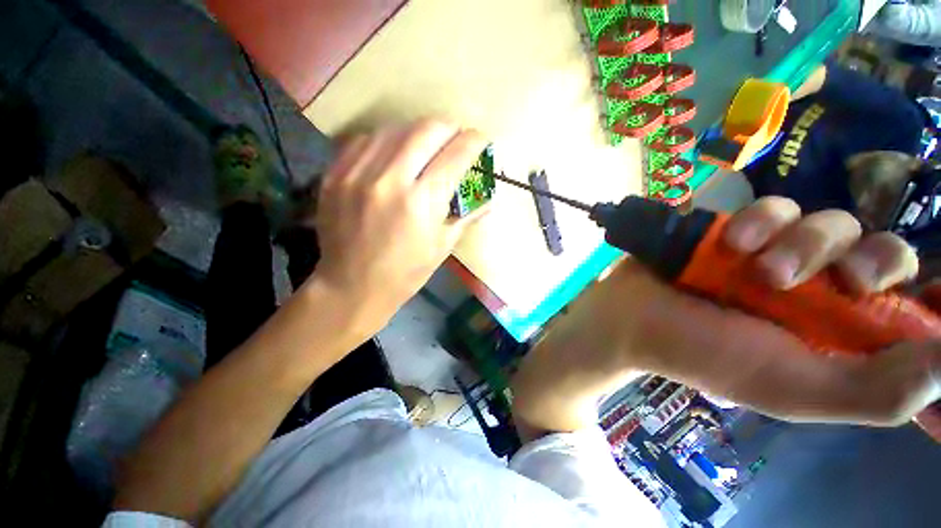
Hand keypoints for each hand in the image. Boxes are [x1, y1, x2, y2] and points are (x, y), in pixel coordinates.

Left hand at [308, 120, 488, 329]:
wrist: (352, 286)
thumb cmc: (406, 272)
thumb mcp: (443, 246)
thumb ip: (468, 215)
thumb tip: (489, 198)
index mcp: (422, 202)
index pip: (456, 155)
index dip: (474, 142)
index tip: (480, 140)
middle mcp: (390, 180)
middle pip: (427, 129)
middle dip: (449, 128)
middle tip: (455, 139)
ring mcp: (357, 173)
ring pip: (395, 128)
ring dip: (418, 133)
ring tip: (426, 147)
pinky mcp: (335, 174)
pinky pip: (365, 140)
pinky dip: (386, 142)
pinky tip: (393, 156)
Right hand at [519, 197, 939, 435]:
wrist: (633, 318)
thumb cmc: (707, 356)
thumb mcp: (793, 390)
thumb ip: (877, 392)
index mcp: (837, 334)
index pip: (911, 308)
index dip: (931, 295)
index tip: (926, 292)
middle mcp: (817, 290)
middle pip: (882, 252)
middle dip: (870, 259)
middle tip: (839, 281)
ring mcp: (776, 253)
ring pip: (829, 222)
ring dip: (802, 242)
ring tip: (756, 267)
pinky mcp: (739, 229)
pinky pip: (775, 207)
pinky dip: (759, 221)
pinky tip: (732, 243)